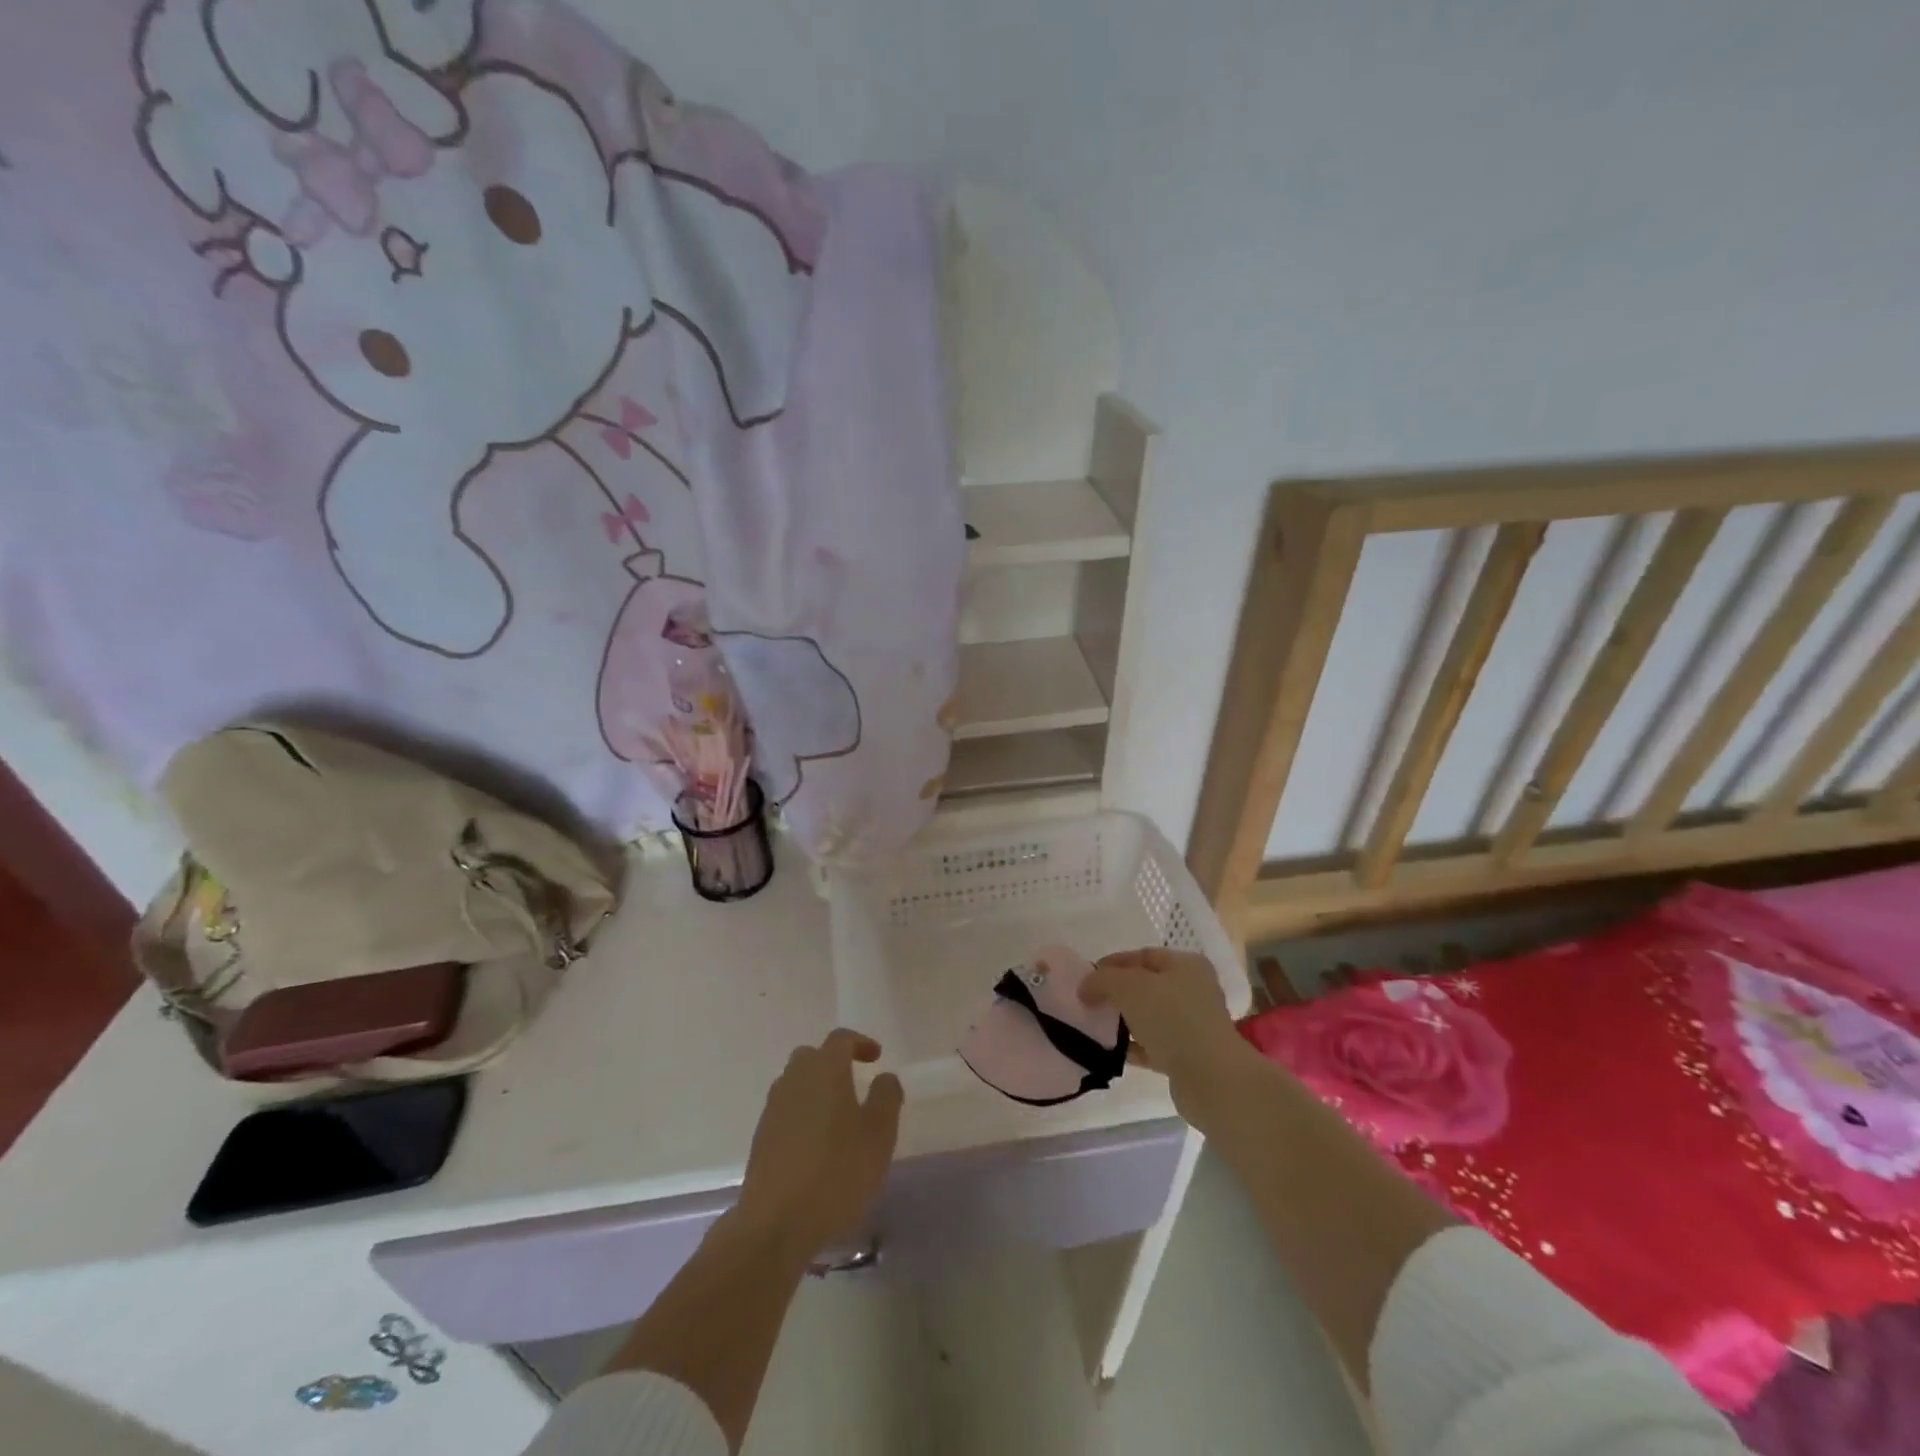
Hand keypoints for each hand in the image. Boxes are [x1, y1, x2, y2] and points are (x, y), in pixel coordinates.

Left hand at [734, 1029, 903, 1264]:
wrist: (775, 1223)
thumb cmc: (837, 1171)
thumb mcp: (879, 1135)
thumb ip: (886, 1097)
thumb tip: (884, 1077)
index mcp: (824, 1069)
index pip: (840, 1039)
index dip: (860, 1042)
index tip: (876, 1057)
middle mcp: (794, 1079)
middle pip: (812, 1057)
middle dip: (834, 1063)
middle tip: (854, 1083)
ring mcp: (773, 1108)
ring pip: (796, 1083)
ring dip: (816, 1090)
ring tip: (837, 1117)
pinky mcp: (761, 1138)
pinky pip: (786, 1111)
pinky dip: (803, 1115)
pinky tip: (816, 1145)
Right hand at [1082, 948, 1257, 1129]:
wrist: (1211, 1080)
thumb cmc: (1172, 1019)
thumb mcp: (1129, 987)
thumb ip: (1102, 980)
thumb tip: (1085, 988)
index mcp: (1186, 965)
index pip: (1142, 955)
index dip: (1112, 964)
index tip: (1085, 979)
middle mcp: (1193, 991)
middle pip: (1145, 986)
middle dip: (1116, 993)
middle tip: (1088, 1002)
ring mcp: (1192, 1026)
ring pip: (1148, 1017)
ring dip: (1123, 1021)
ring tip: (1095, 1027)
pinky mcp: (1187, 1057)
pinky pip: (1152, 1046)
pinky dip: (1132, 1047)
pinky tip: (1110, 1051)